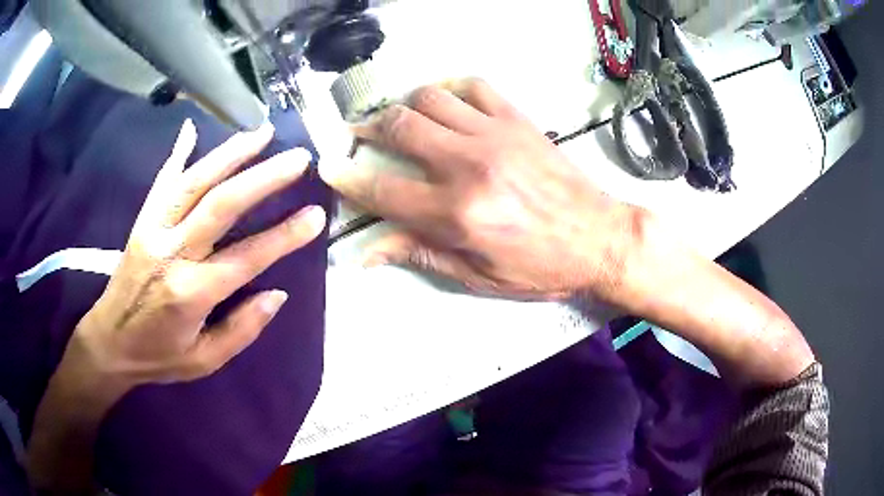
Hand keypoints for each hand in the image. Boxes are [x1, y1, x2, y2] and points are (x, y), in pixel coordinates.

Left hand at [29, 119, 326, 491]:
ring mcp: (154, 230)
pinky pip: (161, 181)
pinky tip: (192, 128)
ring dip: (230, 153)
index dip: (285, 236)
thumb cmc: (158, 356)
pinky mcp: (142, 222)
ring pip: (194, 181)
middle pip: (221, 205)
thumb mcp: (204, 361)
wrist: (109, 343)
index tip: (316, 215)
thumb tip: (276, 294)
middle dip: (264, 178)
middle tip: (298, 158)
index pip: (246, 257)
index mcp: (190, 292)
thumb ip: (241, 330)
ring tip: (262, 133)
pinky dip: (178, 153)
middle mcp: (172, 252)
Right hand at [321, 79, 639, 299]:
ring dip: (404, 107)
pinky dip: (450, 89)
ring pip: (429, 98)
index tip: (329, 168)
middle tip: (360, 135)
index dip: (347, 179)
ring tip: (400, 121)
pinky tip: (445, 105)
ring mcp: (495, 134)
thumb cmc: (541, 268)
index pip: (381, 190)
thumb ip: (420, 254)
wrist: (601, 239)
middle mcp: (468, 164)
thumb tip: (366, 253)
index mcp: (456, 213)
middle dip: (368, 129)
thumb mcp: (478, 277)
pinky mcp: (518, 119)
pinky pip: (474, 86)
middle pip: (398, 127)